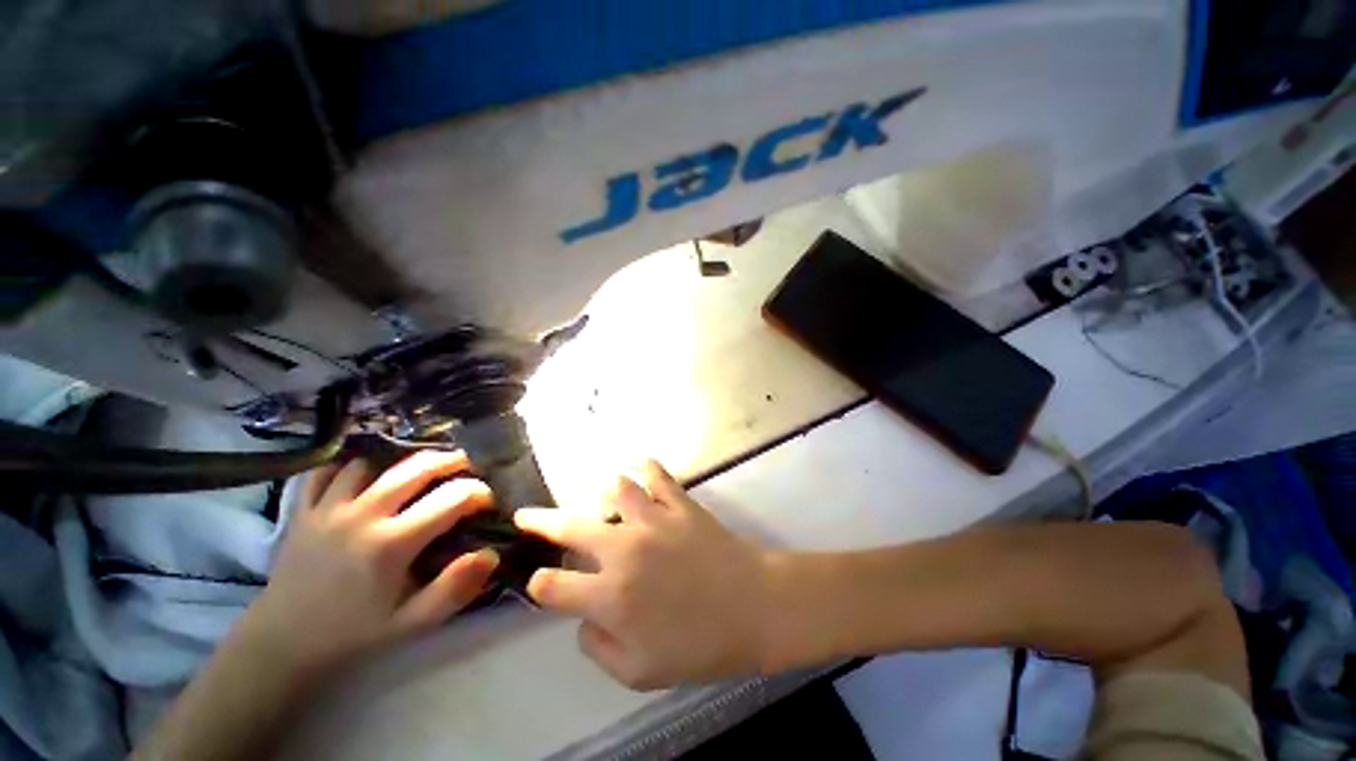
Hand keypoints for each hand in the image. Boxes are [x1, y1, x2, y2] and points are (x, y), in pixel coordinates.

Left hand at [244, 450, 499, 682]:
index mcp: (392, 543)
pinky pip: (327, 471)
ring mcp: (328, 508)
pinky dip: (350, 466)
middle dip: (451, 461)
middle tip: (466, 467)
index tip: (486, 502)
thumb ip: (454, 589)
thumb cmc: (355, 632)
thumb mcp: (412, 623)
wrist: (283, 643)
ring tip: (418, 472)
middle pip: (417, 467)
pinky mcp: (303, 509)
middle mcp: (362, 515)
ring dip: (402, 462)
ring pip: (374, 463)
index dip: (479, 493)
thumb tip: (491, 554)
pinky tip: (366, 474)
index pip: (453, 498)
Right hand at [515, 460, 772, 690]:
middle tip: (526, 515)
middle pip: (568, 526)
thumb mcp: (638, 673)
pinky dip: (645, 469)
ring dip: (602, 494)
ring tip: (605, 502)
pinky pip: (656, 473)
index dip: (540, 584)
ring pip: (613, 488)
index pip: (552, 585)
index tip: (542, 581)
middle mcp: (623, 551)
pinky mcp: (679, 503)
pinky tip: (641, 471)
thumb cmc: (700, 647)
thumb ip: (597, 646)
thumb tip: (582, 615)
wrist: (755, 608)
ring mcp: (653, 520)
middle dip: (539, 520)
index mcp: (610, 597)